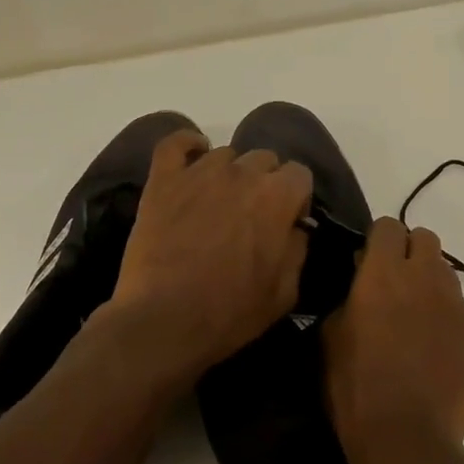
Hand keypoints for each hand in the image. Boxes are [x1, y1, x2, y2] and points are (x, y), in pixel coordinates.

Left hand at [108, 130, 312, 382]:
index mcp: (277, 196)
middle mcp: (243, 173)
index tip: (287, 222)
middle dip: (265, 183)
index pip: (300, 173)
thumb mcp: (284, 292)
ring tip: (218, 202)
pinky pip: (175, 143)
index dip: (296, 197)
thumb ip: (297, 249)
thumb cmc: (229, 311)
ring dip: (229, 174)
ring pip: (225, 154)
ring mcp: (200, 171)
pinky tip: (192, 156)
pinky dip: (187, 144)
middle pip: (265, 158)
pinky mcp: (164, 179)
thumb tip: (295, 228)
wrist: (163, 321)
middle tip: (252, 215)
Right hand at [323, 218, 463, 463]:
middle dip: (408, 250)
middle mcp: (423, 277)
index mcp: (383, 273)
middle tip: (392, 282)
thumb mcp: (331, 338)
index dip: (377, 240)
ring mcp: (453, 304)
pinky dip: (443, 314)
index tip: (366, 263)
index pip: (388, 226)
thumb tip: (361, 285)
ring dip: (427, 280)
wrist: (409, 441)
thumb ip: (348, 297)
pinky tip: (430, 345)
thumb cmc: (357, 389)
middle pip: (424, 237)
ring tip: (412, 314)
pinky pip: (457, 306)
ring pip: (444, 269)